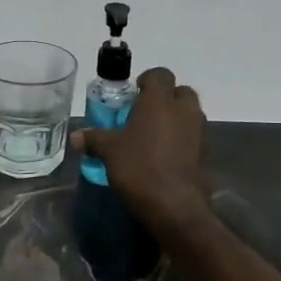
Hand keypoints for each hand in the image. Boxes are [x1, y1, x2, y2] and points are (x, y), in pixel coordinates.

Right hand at [72, 67, 208, 228]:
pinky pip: (193, 137)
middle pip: (181, 92)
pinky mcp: (205, 154)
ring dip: (176, 119)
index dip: (147, 80)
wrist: (174, 206)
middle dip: (166, 98)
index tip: (133, 94)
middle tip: (144, 113)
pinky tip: (164, 156)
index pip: (160, 74)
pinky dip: (182, 140)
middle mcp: (183, 111)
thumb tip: (75, 137)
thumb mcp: (109, 152)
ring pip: (190, 114)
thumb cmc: (139, 168)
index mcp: (159, 101)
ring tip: (153, 135)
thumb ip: (94, 139)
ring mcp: (198, 132)